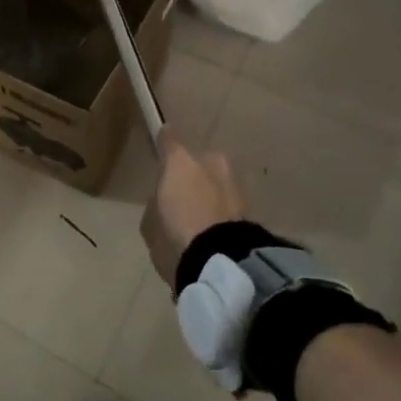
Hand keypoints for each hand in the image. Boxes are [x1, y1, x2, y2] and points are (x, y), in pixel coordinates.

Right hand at [142, 133, 246, 285]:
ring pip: (215, 177)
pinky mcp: (250, 204)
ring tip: (199, 213)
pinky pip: (226, 198)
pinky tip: (213, 224)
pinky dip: (220, 206)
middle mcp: (209, 160)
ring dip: (208, 188)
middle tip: (180, 192)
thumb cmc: (176, 235)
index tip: (158, 148)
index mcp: (180, 159)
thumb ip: (157, 201)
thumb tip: (165, 199)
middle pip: (196, 158)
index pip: (168, 138)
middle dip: (190, 171)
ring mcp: (233, 180)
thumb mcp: (151, 221)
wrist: (222, 262)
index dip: (162, 142)